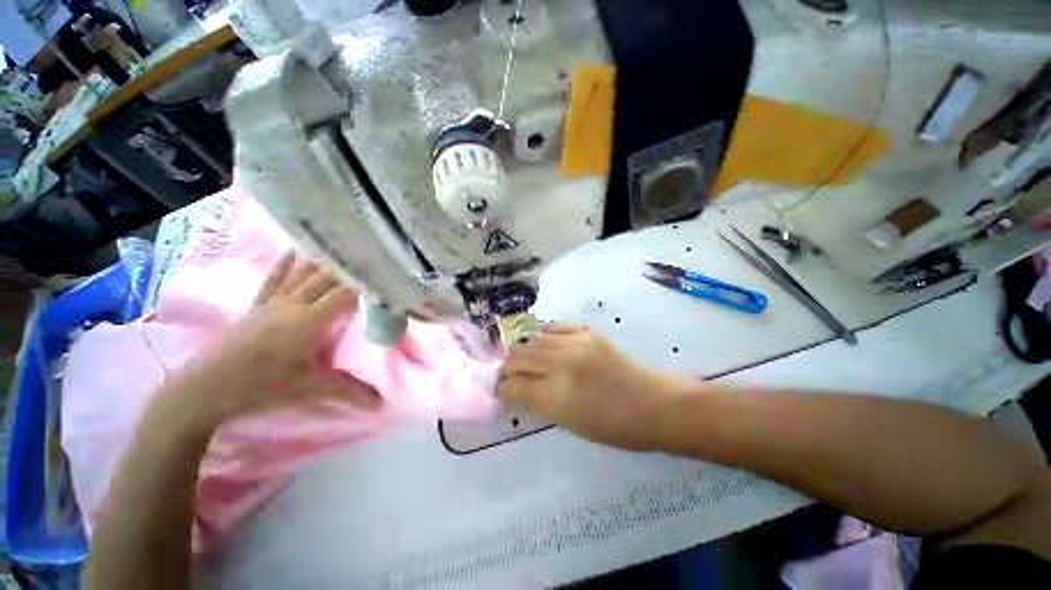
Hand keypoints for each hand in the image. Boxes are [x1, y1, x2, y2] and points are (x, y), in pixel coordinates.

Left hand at [176, 253, 381, 423]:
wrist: (205, 389)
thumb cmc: (262, 386)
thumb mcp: (311, 389)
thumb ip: (350, 391)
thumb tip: (383, 401)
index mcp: (310, 319)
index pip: (345, 293)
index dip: (365, 281)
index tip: (384, 273)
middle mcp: (294, 304)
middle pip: (326, 278)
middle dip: (348, 267)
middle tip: (369, 255)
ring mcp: (273, 303)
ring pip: (302, 275)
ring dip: (322, 261)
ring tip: (340, 246)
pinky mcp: (257, 307)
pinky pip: (274, 280)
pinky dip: (285, 264)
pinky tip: (293, 251)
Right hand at [498, 325, 682, 450]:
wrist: (654, 404)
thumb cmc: (614, 427)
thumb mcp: (571, 424)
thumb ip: (541, 403)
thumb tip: (520, 391)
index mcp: (557, 396)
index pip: (515, 386)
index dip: (503, 389)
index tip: (500, 391)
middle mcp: (562, 364)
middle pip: (520, 358)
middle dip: (508, 368)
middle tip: (507, 375)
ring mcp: (576, 344)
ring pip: (534, 341)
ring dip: (523, 352)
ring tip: (523, 360)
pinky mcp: (588, 333)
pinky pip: (556, 328)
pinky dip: (544, 336)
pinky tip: (543, 343)